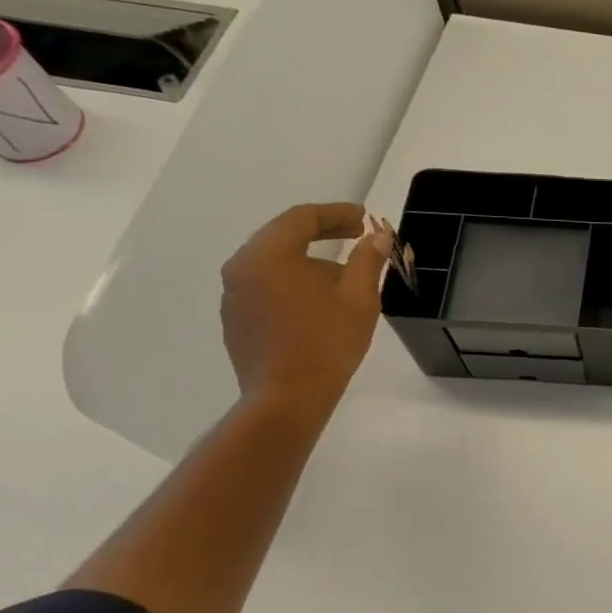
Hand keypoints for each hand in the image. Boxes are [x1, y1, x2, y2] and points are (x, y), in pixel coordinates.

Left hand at [220, 202, 392, 410]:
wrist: (286, 398)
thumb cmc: (326, 342)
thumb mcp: (359, 298)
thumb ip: (368, 261)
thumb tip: (378, 237)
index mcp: (269, 254)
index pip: (302, 218)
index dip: (337, 213)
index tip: (364, 218)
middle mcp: (242, 267)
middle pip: (283, 237)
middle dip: (322, 234)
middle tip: (356, 236)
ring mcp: (233, 295)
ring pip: (274, 264)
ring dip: (308, 261)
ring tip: (343, 274)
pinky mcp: (235, 320)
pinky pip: (266, 288)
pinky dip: (293, 283)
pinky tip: (318, 303)